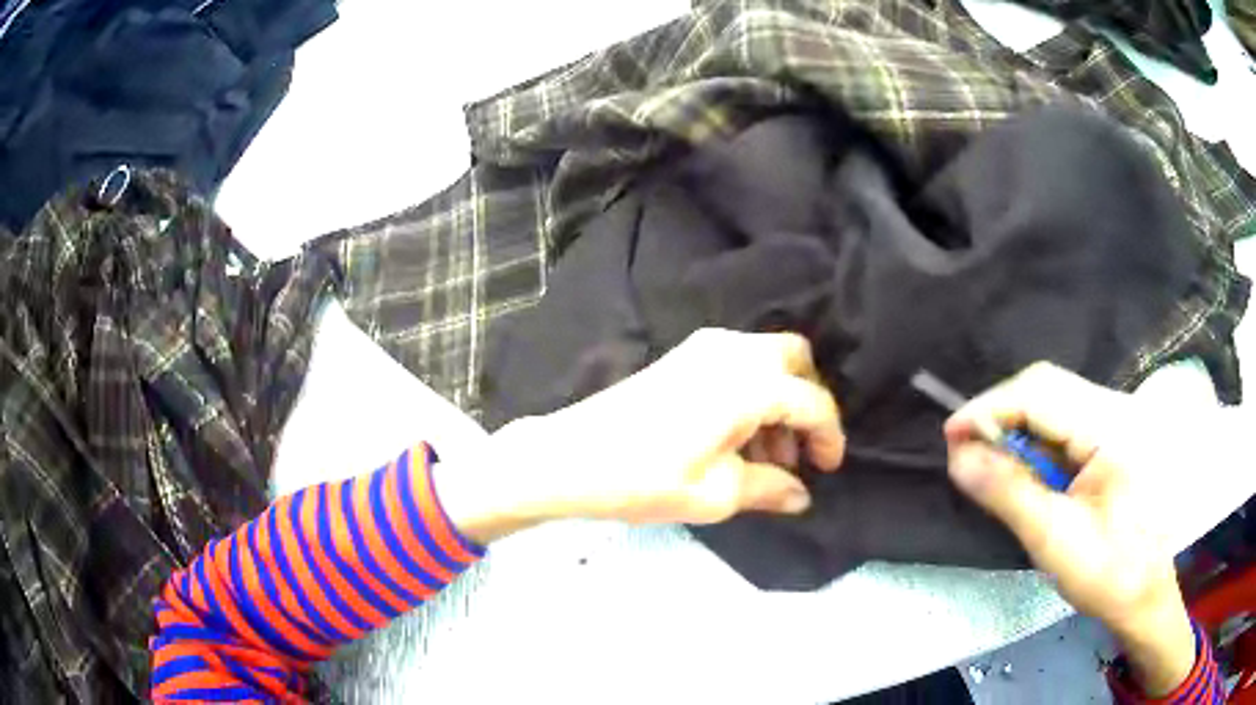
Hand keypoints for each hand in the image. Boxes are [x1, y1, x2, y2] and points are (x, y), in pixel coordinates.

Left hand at [435, 329, 844, 539]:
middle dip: (807, 404)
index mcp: (749, 383)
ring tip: (765, 457)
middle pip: (796, 360)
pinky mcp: (682, 355)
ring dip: (778, 400)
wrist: (569, 458)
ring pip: (766, 360)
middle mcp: (732, 351)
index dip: (829, 437)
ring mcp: (703, 347)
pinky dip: (751, 391)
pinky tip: (736, 437)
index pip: (812, 401)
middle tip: (796, 454)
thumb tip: (802, 495)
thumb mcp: (716, 495)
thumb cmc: (645, 480)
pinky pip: (737, 363)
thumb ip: (770, 489)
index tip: (827, 470)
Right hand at [945, 363, 1194, 695]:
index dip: (991, 408)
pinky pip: (1067, 422)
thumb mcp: (1055, 540)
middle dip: (1002, 414)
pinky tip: (1026, 471)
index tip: (950, 436)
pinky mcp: (1116, 434)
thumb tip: (958, 456)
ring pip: (1056, 401)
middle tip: (965, 450)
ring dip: (1018, 428)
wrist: (1146, 593)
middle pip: (1047, 387)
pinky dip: (1037, 441)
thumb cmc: (1109, 574)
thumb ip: (1009, 492)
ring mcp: (1120, 418)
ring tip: (990, 463)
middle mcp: (1118, 407)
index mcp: (1113, 427)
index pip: (1041, 392)